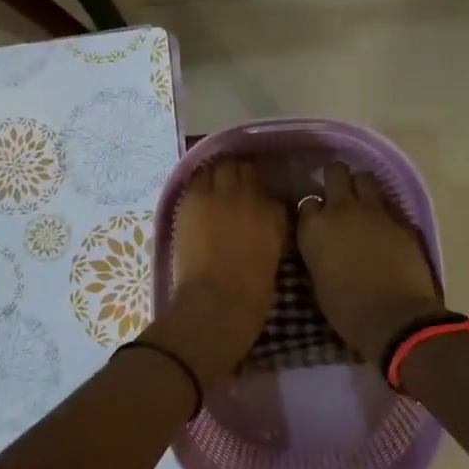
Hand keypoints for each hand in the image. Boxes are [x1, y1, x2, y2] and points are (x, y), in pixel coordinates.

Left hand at [142, 159, 289, 384]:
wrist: (217, 303)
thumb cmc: (251, 295)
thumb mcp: (272, 258)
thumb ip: (269, 232)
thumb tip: (260, 224)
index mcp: (275, 215)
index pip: (271, 191)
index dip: (260, 194)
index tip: (255, 200)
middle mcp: (251, 196)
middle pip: (244, 168)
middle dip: (239, 173)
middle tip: (231, 184)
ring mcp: (220, 194)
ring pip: (220, 165)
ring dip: (218, 173)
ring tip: (212, 183)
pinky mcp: (193, 199)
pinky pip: (196, 178)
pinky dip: (198, 182)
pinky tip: (196, 192)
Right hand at [296, 162, 441, 360]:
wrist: (394, 318)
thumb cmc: (347, 310)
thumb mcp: (318, 279)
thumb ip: (318, 251)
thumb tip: (324, 244)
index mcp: (314, 227)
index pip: (307, 201)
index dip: (314, 210)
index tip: (317, 221)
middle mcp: (341, 210)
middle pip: (336, 172)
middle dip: (337, 179)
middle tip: (339, 196)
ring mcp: (374, 211)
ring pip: (365, 178)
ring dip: (362, 188)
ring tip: (364, 205)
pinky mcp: (402, 219)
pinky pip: (390, 203)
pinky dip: (385, 211)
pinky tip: (386, 226)